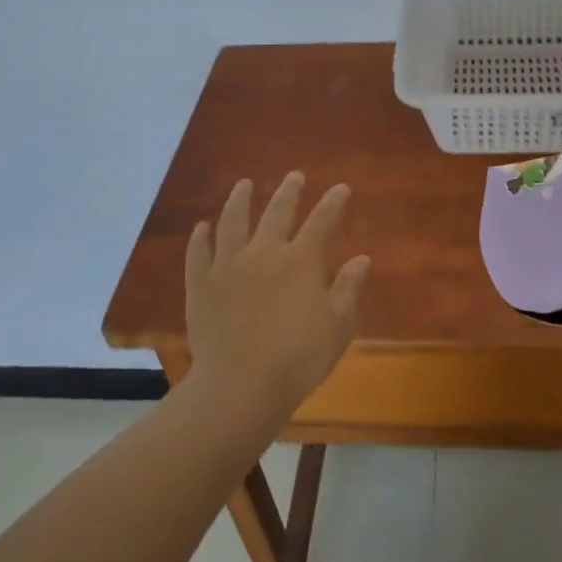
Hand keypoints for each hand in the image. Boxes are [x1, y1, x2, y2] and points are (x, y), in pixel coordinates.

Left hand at [183, 172, 370, 417]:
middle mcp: (264, 252)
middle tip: (294, 176)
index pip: (322, 221)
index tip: (341, 188)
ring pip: (233, 222)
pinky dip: (201, 238)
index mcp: (301, 261)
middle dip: (289, 192)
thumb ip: (348, 289)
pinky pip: (199, 253)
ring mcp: (228, 266)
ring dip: (239, 200)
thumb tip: (361, 258)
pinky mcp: (201, 284)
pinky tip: (202, 227)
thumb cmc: (298, 359)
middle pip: (277, 212)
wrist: (240, 386)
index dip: (333, 202)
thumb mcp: (337, 327)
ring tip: (243, 185)